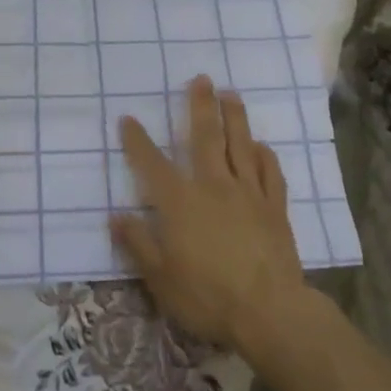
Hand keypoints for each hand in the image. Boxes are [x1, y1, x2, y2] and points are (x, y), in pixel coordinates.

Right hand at [110, 75, 306, 353]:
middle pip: (206, 137)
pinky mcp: (275, 208)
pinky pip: (271, 174)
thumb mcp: (160, 278)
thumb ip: (138, 243)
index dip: (138, 140)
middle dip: (200, 105)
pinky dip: (266, 156)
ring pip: (241, 146)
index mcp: (181, 202)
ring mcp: (248, 194)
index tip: (128, 118)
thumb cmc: (208, 296)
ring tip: (231, 94)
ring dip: (235, 117)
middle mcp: (213, 186)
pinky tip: (262, 145)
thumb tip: (115, 216)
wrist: (270, 312)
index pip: (152, 164)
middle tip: (201, 78)